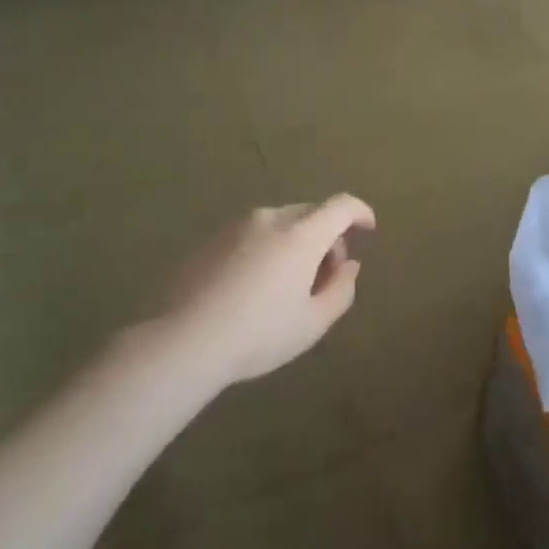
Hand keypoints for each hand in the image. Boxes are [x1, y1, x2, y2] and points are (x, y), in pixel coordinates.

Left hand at [158, 196, 375, 388]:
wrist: (181, 342)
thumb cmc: (258, 335)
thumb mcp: (313, 323)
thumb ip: (341, 289)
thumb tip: (349, 266)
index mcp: (300, 234)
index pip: (341, 205)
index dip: (361, 212)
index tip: (368, 230)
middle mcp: (269, 219)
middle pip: (311, 213)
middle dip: (328, 237)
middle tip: (325, 277)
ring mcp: (234, 226)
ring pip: (280, 224)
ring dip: (296, 243)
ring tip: (287, 286)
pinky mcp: (209, 239)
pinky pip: (252, 235)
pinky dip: (266, 249)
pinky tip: (253, 288)